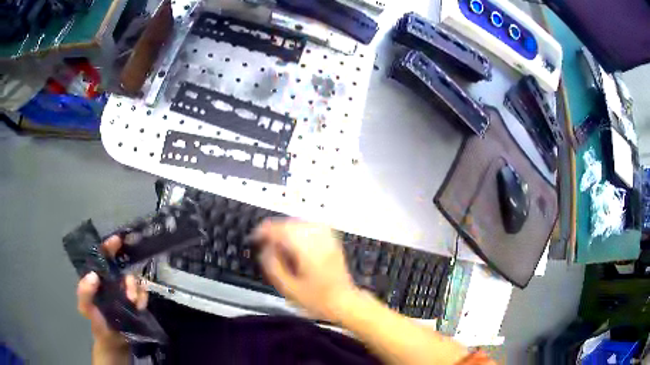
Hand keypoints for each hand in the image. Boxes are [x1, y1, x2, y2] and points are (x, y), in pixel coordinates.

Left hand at [76, 236, 148, 347]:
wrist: (113, 342)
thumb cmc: (96, 321)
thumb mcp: (85, 306)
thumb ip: (84, 291)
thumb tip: (93, 275)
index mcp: (99, 277)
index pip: (103, 256)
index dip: (109, 246)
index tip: (118, 240)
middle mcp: (113, 281)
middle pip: (123, 267)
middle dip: (128, 275)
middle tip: (128, 285)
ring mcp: (126, 291)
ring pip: (135, 280)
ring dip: (135, 289)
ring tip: (132, 302)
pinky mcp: (137, 302)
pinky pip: (144, 293)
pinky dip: (142, 298)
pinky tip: (138, 306)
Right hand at [254, 219, 358, 320]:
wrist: (344, 301)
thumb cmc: (317, 299)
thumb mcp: (289, 289)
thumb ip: (273, 267)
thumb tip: (265, 249)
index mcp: (308, 252)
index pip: (283, 231)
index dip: (266, 231)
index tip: (256, 237)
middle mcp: (319, 242)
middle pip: (293, 224)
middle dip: (275, 228)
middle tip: (265, 239)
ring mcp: (328, 240)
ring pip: (303, 222)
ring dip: (287, 226)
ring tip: (278, 238)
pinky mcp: (332, 241)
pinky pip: (314, 225)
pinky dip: (300, 227)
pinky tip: (295, 235)